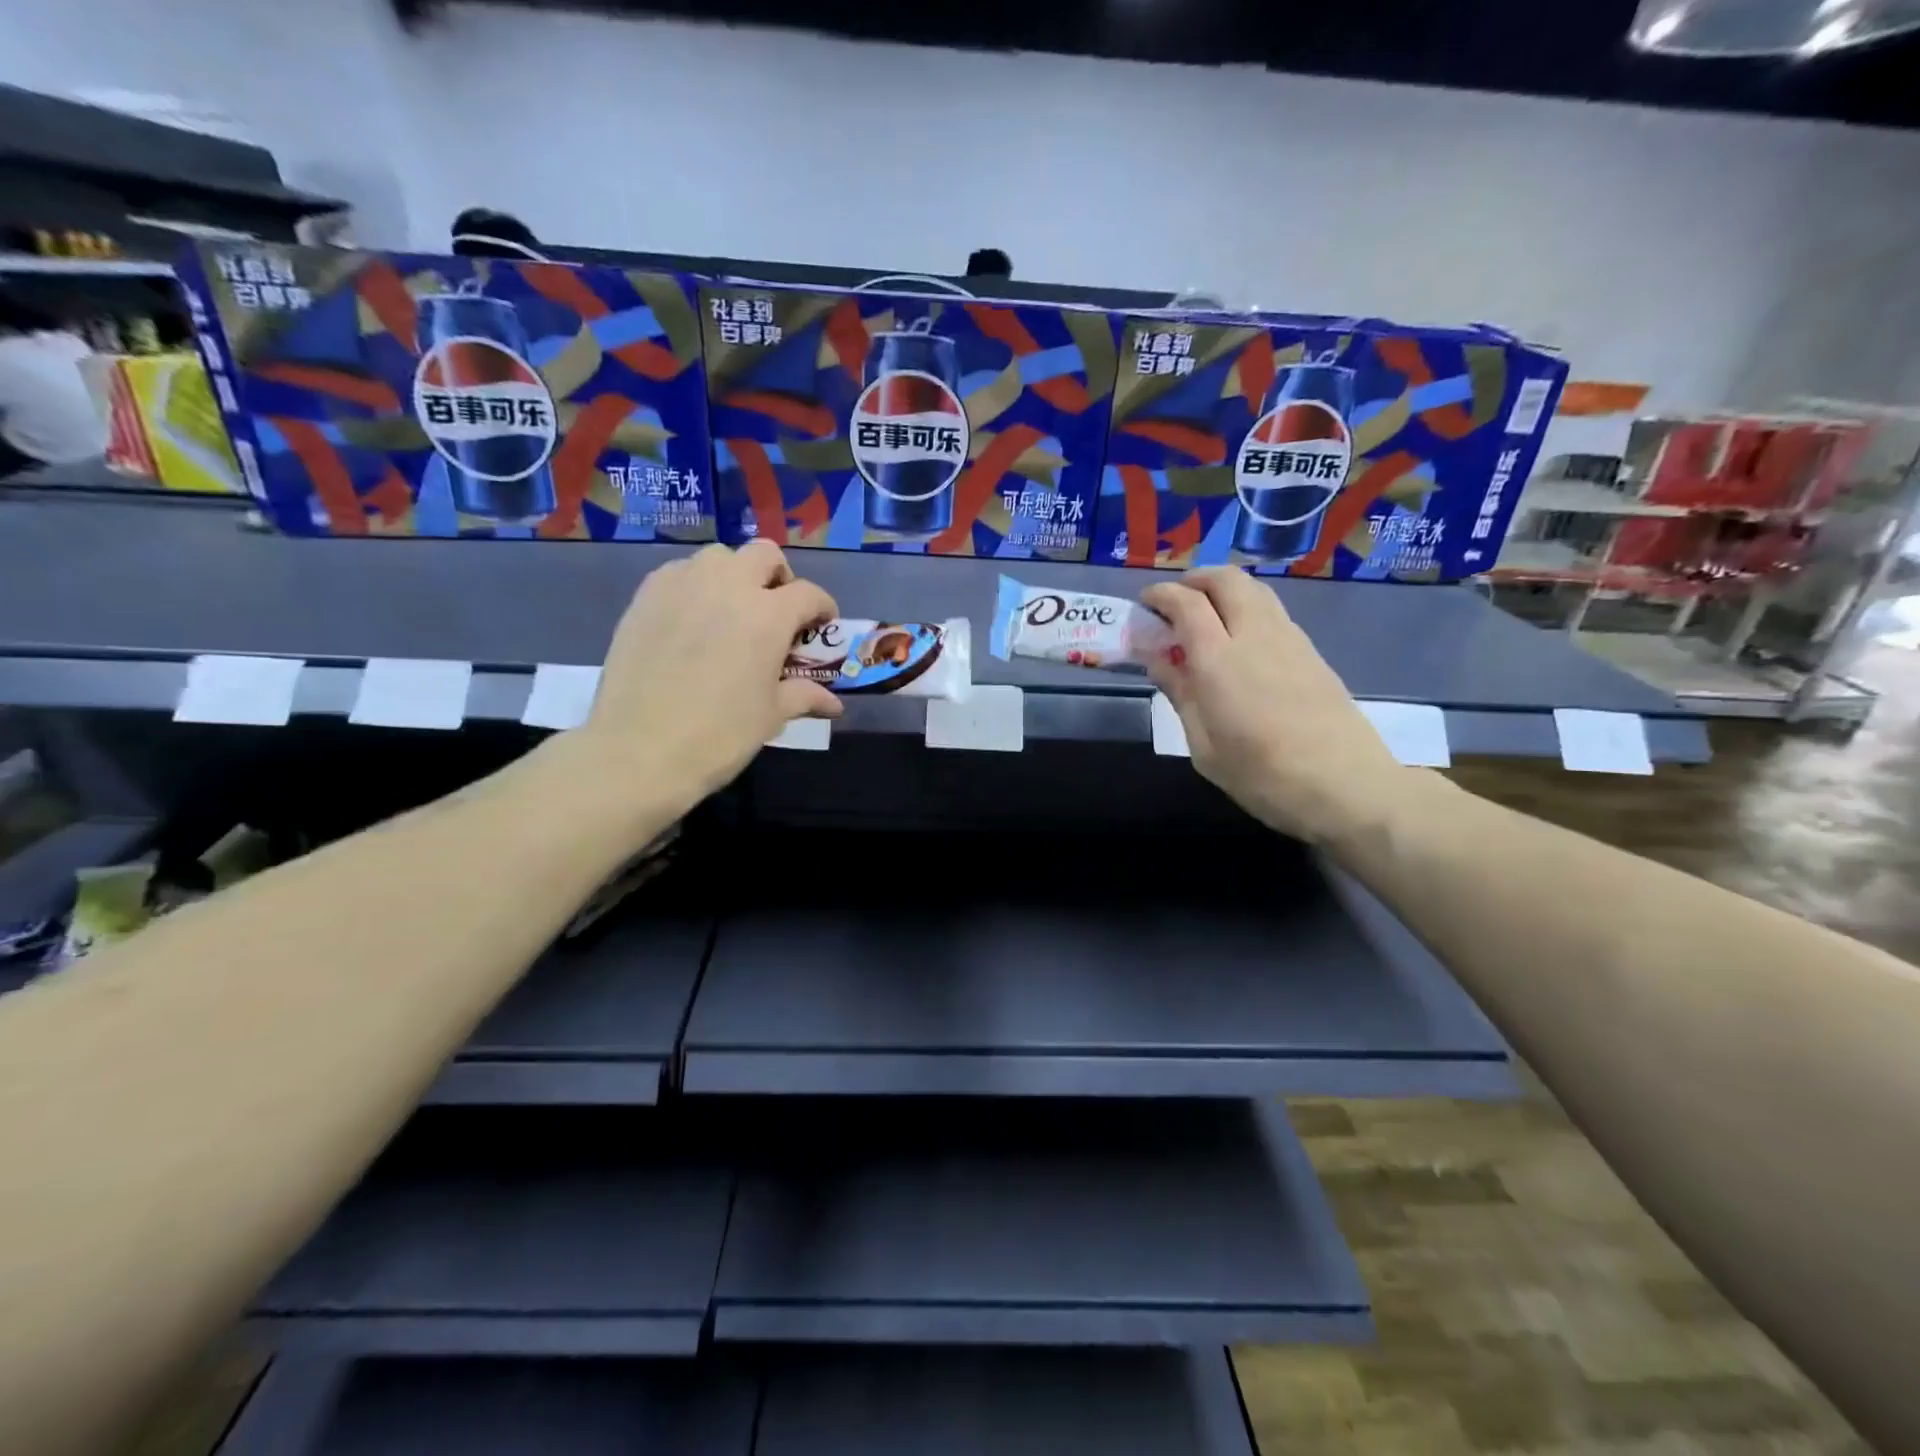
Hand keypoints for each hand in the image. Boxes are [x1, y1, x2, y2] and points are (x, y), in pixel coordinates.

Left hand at [578, 541, 838, 814]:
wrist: (640, 749)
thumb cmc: (720, 735)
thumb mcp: (771, 716)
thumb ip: (804, 696)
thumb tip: (834, 705)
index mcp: (769, 615)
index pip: (809, 594)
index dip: (823, 609)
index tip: (822, 627)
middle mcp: (729, 586)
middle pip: (764, 555)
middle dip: (779, 577)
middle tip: (777, 611)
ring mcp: (683, 585)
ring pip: (719, 557)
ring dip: (735, 575)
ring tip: (732, 611)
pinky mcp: (646, 596)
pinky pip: (679, 572)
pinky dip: (696, 585)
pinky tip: (693, 619)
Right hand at [1142, 568, 1408, 843]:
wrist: (1346, 786)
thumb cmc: (1262, 775)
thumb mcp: (1204, 746)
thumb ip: (1181, 693)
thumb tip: (1157, 658)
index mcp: (1219, 659)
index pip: (1186, 602)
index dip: (1161, 594)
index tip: (1145, 603)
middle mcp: (1255, 635)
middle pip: (1225, 579)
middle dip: (1194, 580)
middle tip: (1175, 602)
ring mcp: (1290, 639)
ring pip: (1254, 589)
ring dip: (1223, 590)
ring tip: (1205, 617)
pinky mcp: (1312, 652)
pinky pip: (1272, 612)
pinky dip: (1246, 609)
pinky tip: (1239, 642)